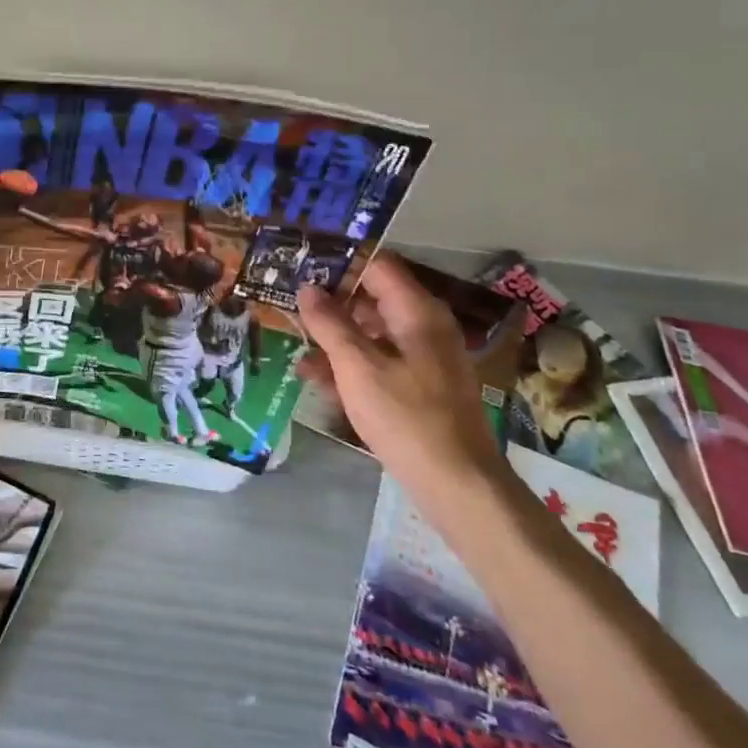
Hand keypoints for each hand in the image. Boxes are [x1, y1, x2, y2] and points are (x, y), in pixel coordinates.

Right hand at [297, 253, 506, 502]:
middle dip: (331, 303)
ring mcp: (424, 358)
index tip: (302, 267)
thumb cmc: (406, 416)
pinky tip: (317, 379)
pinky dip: (351, 365)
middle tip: (290, 305)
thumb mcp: (357, 367)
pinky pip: (380, 362)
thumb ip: (330, 324)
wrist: (457, 484)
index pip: (377, 266)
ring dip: (335, 338)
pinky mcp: (420, 387)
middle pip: (373, 299)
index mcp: (417, 312)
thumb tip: (307, 288)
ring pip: (372, 333)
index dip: (340, 263)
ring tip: (296, 346)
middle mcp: (424, 327)